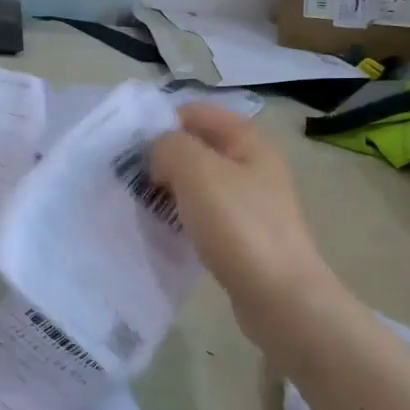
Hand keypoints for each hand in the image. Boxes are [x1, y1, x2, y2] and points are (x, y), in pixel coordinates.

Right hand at [150, 105, 335, 351]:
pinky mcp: (244, 234)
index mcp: (248, 141)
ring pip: (199, 182)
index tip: (131, 146)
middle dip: (163, 157)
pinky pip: (205, 213)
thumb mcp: (197, 171)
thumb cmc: (239, 226)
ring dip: (170, 188)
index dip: (162, 122)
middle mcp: (253, 165)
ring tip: (141, 203)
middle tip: (131, 177)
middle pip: (198, 147)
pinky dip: (183, 216)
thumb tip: (159, 152)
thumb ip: (169, 146)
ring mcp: (251, 202)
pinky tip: (165, 229)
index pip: (197, 112)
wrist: (279, 296)